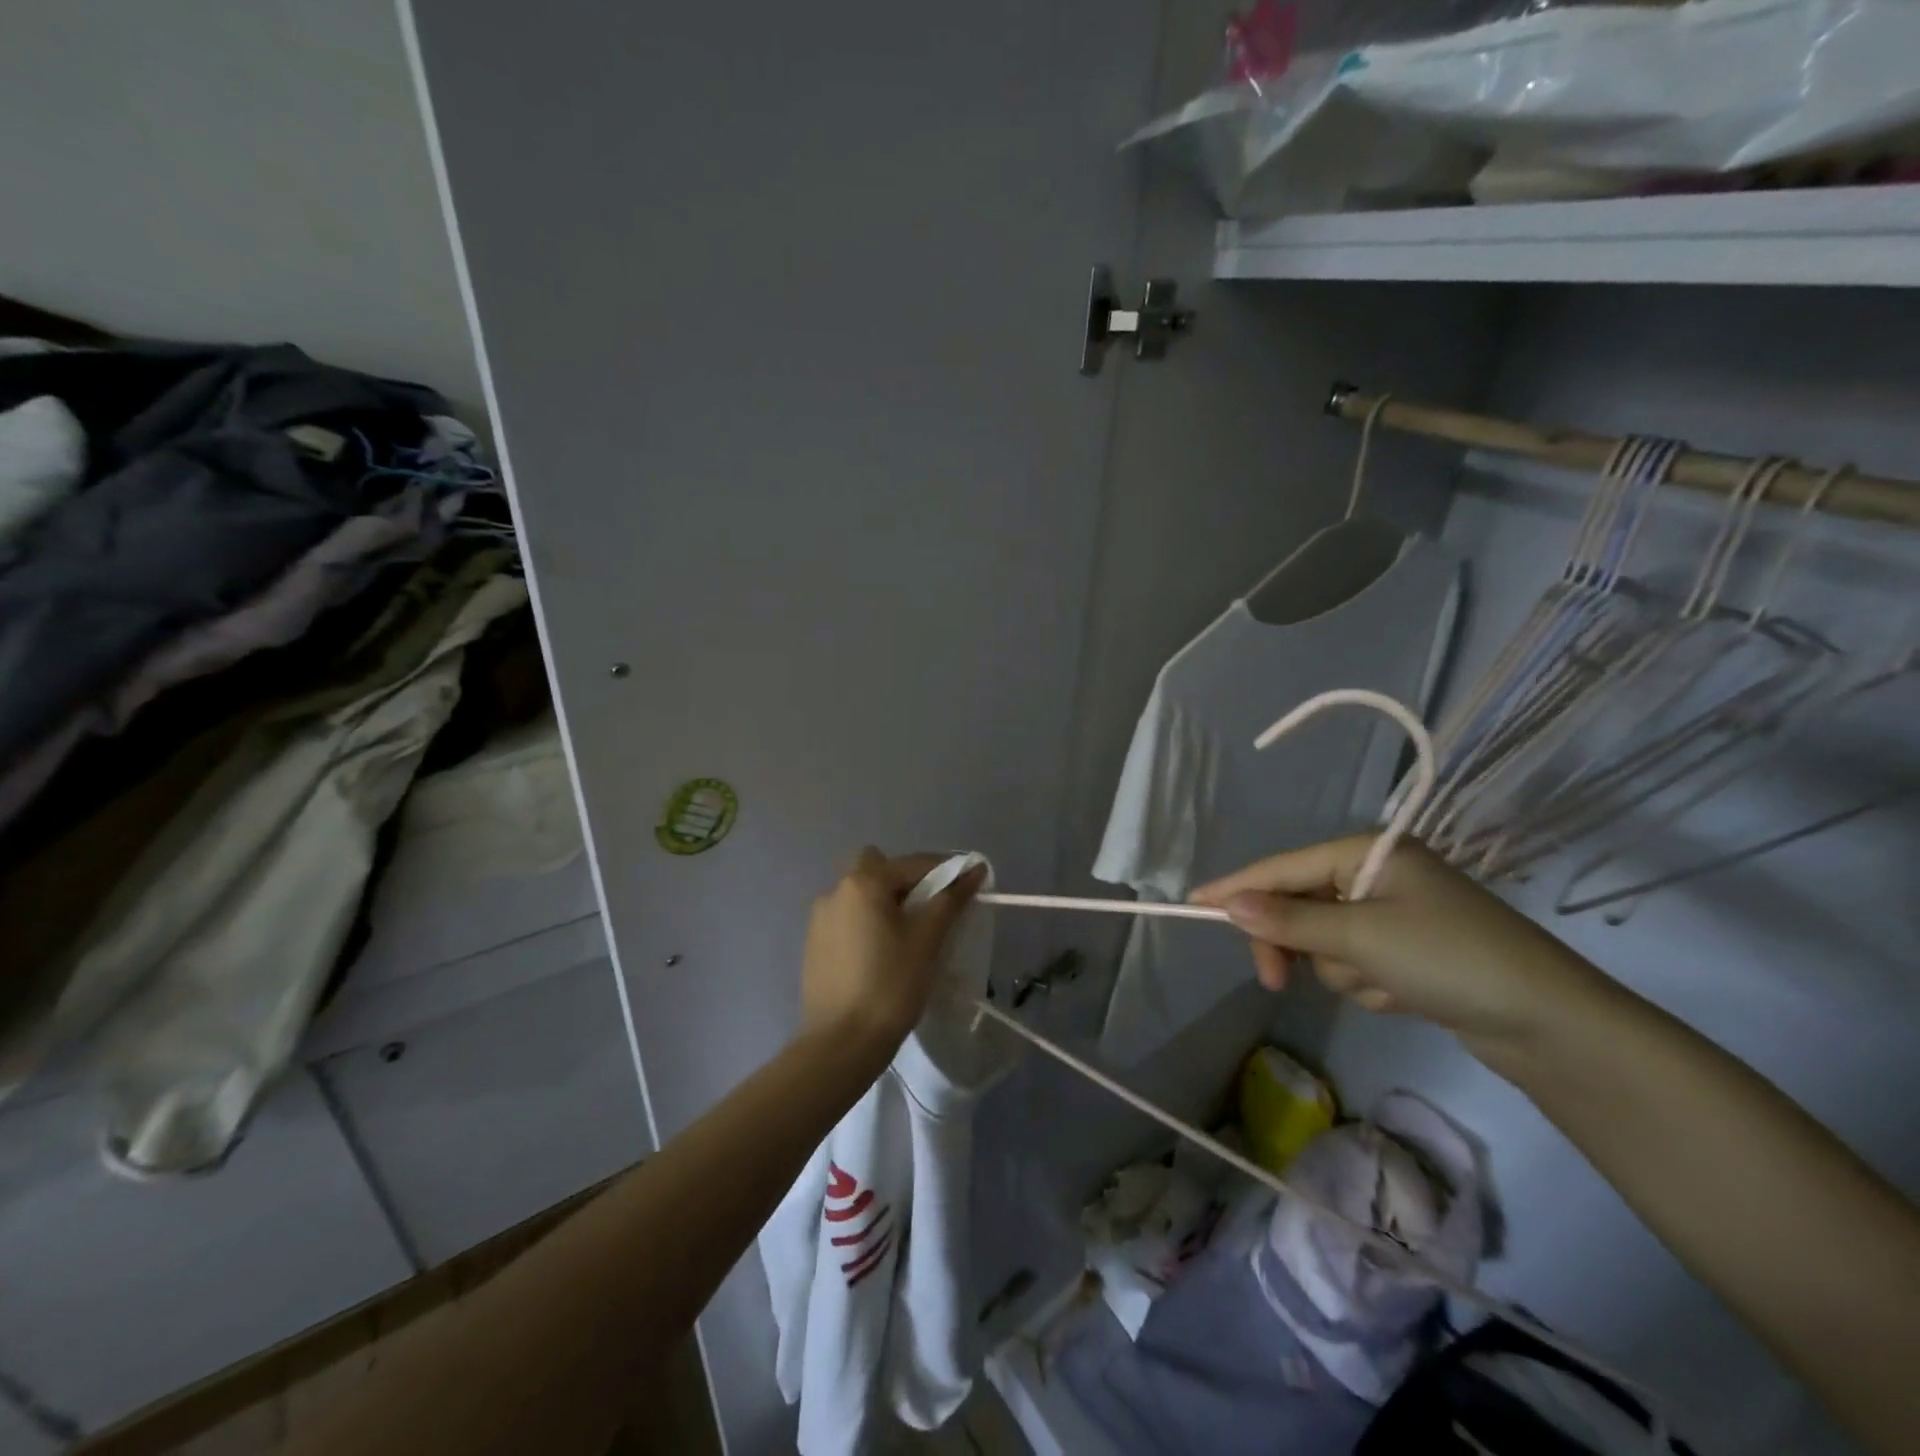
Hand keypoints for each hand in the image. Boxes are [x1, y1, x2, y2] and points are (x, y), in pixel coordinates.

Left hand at [799, 848, 985, 1057]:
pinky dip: (867, 922)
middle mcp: (836, 890)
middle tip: (928, 910)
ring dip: (885, 901)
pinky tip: (882, 953)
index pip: (914, 863)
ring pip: (860, 893)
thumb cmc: (891, 985)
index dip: (946, 871)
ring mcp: (820, 917)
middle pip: (878, 867)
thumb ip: (951, 899)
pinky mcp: (814, 943)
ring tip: (908, 935)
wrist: (841, 1043)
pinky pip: (848, 917)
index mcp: (863, 883)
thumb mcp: (927, 940)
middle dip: (906, 880)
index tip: (968, 887)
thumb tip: (975, 870)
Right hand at [1190, 836, 1609, 1056]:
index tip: (1192, 903)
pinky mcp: (1407, 950)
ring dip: (1344, 970)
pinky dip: (1369, 984)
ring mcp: (1393, 913)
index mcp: (1367, 853)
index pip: (1283, 868)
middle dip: (1297, 945)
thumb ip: (1289, 921)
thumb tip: (1230, 904)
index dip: (1237, 888)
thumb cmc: (1449, 958)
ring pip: (1326, 942)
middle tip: (1278, 982)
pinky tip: (1404, 996)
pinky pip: (1357, 963)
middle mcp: (1377, 874)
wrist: (1550, 1024)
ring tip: (1386, 986)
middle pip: (1300, 907)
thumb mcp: (1360, 938)